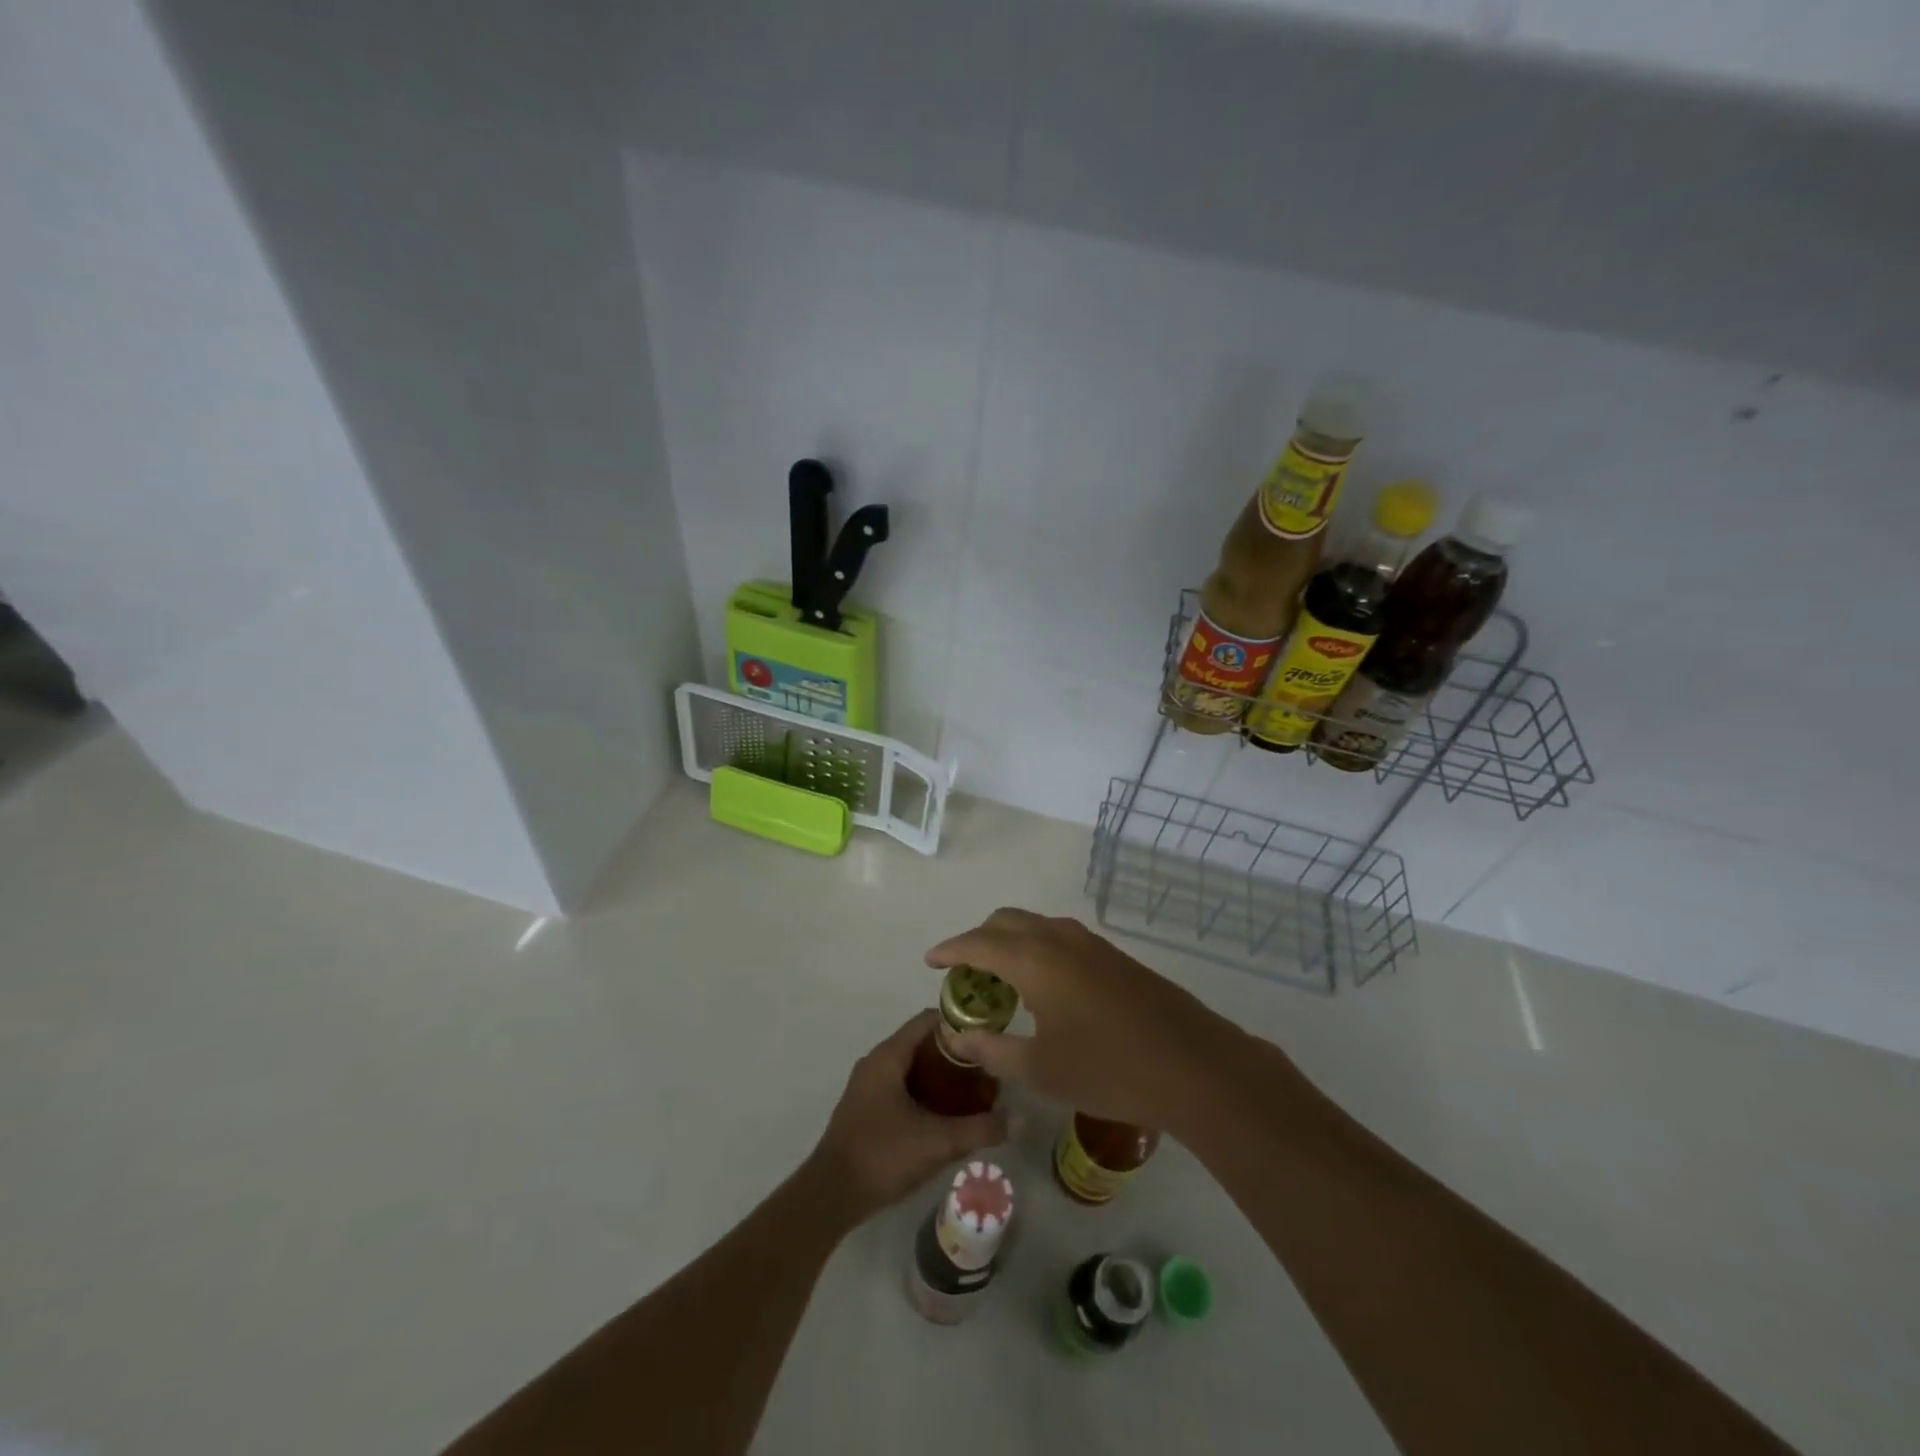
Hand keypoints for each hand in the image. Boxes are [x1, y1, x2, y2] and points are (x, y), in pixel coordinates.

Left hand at [805, 1011, 1009, 1229]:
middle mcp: (875, 1062)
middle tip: (986, 1067)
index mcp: (888, 1056)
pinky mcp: (866, 1108)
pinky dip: (924, 1090)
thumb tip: (1020, 1120)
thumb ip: (980, 1129)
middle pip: (921, 1042)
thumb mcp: (937, 1142)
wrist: (830, 1196)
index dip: (958, 1023)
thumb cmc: (882, 1156)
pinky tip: (946, 1113)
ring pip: (911, 1066)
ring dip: (940, 1074)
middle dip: (954, 1053)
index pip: (926, 1020)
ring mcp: (867, 1086)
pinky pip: (901, 1085)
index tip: (987, 1035)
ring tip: (973, 1090)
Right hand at [925, 908, 1242, 1137]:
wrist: (1194, 1066)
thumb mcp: (1040, 1069)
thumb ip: (992, 1049)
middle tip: (963, 973)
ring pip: (1036, 925)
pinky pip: (1060, 938)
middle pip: (1005, 921)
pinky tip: (1043, 988)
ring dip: (1010, 942)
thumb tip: (958, 1035)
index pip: (978, 942)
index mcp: (1035, 959)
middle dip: (978, 939)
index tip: (929, 961)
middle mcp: (1060, 938)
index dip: (949, 950)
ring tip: (999, 981)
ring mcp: (1091, 944)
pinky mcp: (1114, 956)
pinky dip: (1036, 949)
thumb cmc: (1109, 1070)